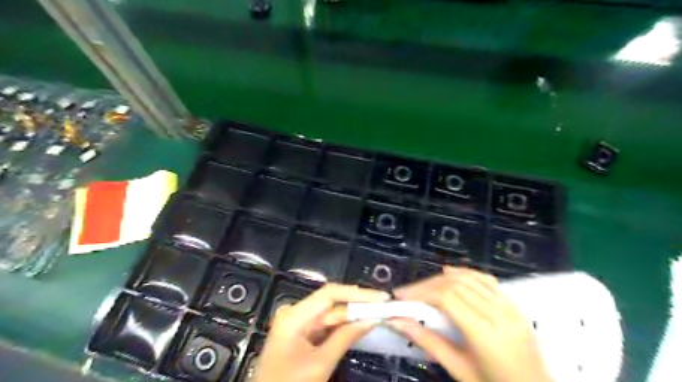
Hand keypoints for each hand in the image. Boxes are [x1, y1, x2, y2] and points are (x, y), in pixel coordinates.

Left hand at [254, 283, 387, 381]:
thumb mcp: (320, 365)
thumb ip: (345, 338)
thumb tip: (371, 319)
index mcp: (294, 316)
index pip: (330, 294)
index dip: (357, 293)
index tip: (381, 298)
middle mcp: (295, 313)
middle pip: (331, 302)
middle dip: (358, 304)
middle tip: (384, 305)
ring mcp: (298, 323)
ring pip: (331, 313)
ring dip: (353, 314)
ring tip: (378, 312)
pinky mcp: (302, 333)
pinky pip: (326, 325)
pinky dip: (343, 326)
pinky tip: (360, 323)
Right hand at [385, 267, 549, 380]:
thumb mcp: (458, 369)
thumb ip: (426, 341)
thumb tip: (396, 322)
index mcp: (485, 333)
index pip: (446, 298)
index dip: (420, 292)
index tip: (400, 297)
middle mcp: (499, 313)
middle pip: (455, 284)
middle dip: (425, 285)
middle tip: (406, 294)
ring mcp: (509, 306)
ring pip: (469, 278)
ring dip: (441, 278)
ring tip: (422, 286)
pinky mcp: (513, 304)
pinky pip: (485, 280)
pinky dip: (464, 273)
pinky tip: (450, 274)